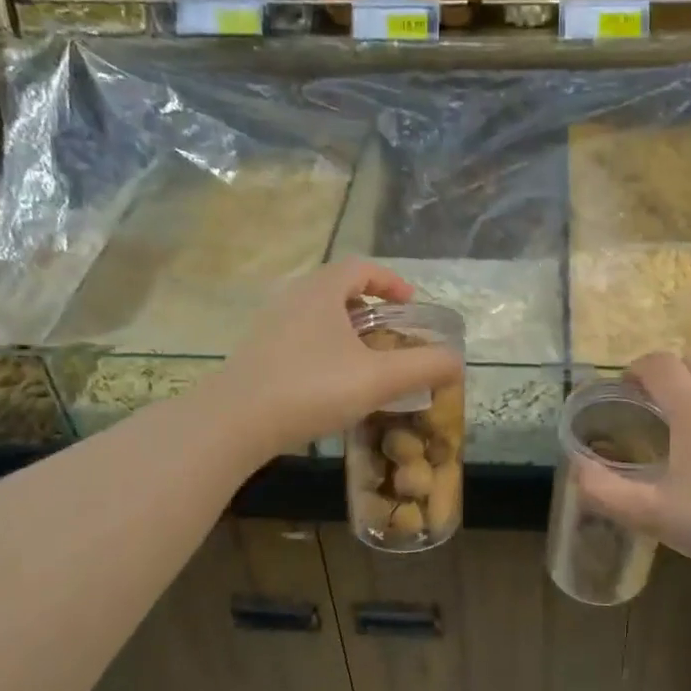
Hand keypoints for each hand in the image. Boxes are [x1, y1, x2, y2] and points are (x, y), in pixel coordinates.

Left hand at [212, 260, 462, 463]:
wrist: (233, 423)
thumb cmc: (311, 388)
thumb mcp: (378, 379)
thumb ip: (423, 367)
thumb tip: (458, 361)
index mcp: (322, 291)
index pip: (361, 267)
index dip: (390, 281)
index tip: (410, 304)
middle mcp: (292, 298)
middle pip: (338, 289)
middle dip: (370, 308)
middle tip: (392, 333)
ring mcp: (269, 326)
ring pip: (317, 316)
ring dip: (346, 331)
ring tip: (366, 361)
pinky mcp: (255, 354)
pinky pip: (299, 339)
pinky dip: (324, 349)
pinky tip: (331, 384)